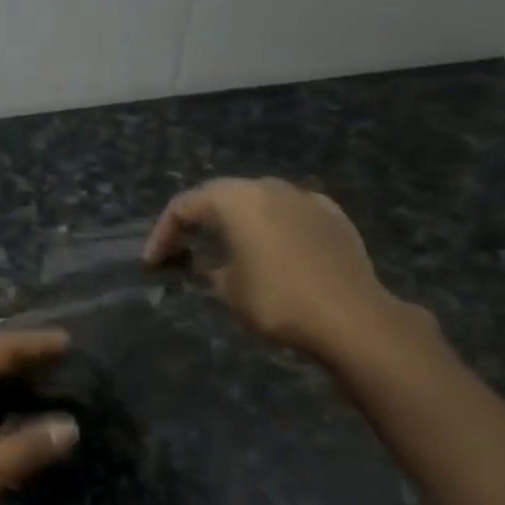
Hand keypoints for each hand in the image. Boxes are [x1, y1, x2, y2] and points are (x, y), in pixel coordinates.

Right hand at [145, 177, 418, 362]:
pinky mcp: (332, 215)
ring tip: (224, 249)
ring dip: (235, 222)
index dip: (162, 233)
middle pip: (220, 196)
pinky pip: (288, 213)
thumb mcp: (227, 289)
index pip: (184, 206)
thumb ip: (209, 268)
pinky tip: (270, 251)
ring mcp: (305, 198)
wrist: (352, 317)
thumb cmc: (277, 301)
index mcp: (236, 200)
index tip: (152, 263)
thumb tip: (210, 264)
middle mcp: (269, 187)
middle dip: (197, 221)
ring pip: (257, 201)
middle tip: (181, 250)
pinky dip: (269, 227)